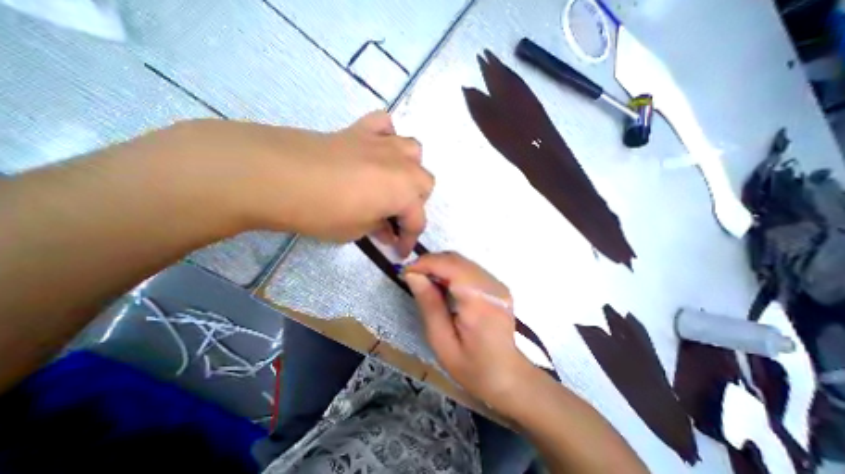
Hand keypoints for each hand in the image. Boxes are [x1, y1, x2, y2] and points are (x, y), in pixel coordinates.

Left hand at [172, 109, 434, 254]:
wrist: (276, 175)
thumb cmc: (322, 211)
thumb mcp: (356, 231)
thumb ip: (378, 228)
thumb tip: (386, 229)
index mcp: (404, 193)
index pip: (417, 221)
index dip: (409, 240)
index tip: (399, 252)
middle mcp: (402, 166)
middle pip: (425, 183)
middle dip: (415, 203)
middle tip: (394, 215)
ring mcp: (383, 144)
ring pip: (413, 151)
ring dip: (408, 169)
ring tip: (391, 182)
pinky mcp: (361, 130)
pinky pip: (385, 125)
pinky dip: (387, 136)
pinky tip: (376, 150)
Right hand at [402, 253, 533, 413]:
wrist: (509, 378)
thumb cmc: (472, 367)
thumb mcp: (441, 341)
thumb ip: (428, 304)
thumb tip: (412, 275)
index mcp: (479, 300)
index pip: (450, 265)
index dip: (425, 263)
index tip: (405, 271)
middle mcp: (491, 286)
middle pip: (456, 259)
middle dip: (431, 262)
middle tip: (412, 276)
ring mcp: (497, 284)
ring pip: (462, 261)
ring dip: (440, 265)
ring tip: (424, 280)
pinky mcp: (497, 286)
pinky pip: (469, 268)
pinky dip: (451, 271)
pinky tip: (442, 284)